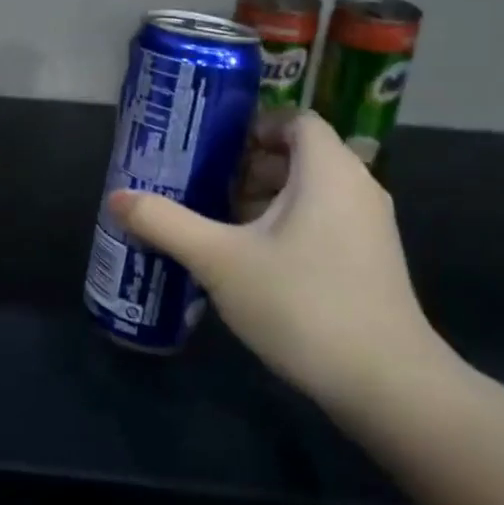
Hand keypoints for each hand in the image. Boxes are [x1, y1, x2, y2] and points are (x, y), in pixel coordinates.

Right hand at [108, 111, 453, 417]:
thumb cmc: (302, 303)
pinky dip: (287, 225)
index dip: (252, 126)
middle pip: (298, 155)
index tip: (211, 148)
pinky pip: (323, 221)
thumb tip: (116, 198)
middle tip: (202, 185)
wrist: (386, 384)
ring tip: (218, 223)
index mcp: (328, 170)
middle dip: (247, 166)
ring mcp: (370, 227)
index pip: (294, 119)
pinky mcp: (371, 261)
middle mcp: (357, 187)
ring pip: (310, 192)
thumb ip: (166, 223)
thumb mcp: (219, 261)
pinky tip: (252, 260)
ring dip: (264, 199)